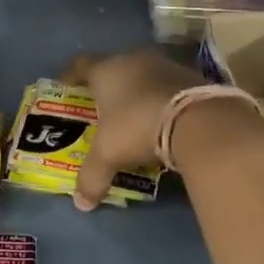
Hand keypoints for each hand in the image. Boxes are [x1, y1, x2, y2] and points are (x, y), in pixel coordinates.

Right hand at [61, 49, 205, 210]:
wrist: (198, 120)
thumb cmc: (137, 127)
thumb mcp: (109, 154)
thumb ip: (92, 177)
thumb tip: (81, 204)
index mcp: (106, 70)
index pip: (80, 65)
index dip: (70, 75)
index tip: (65, 85)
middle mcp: (134, 59)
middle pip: (114, 66)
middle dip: (107, 85)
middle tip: (102, 104)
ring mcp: (165, 64)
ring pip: (144, 74)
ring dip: (137, 90)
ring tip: (134, 113)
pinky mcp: (192, 75)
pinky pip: (168, 85)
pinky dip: (162, 98)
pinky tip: (162, 117)